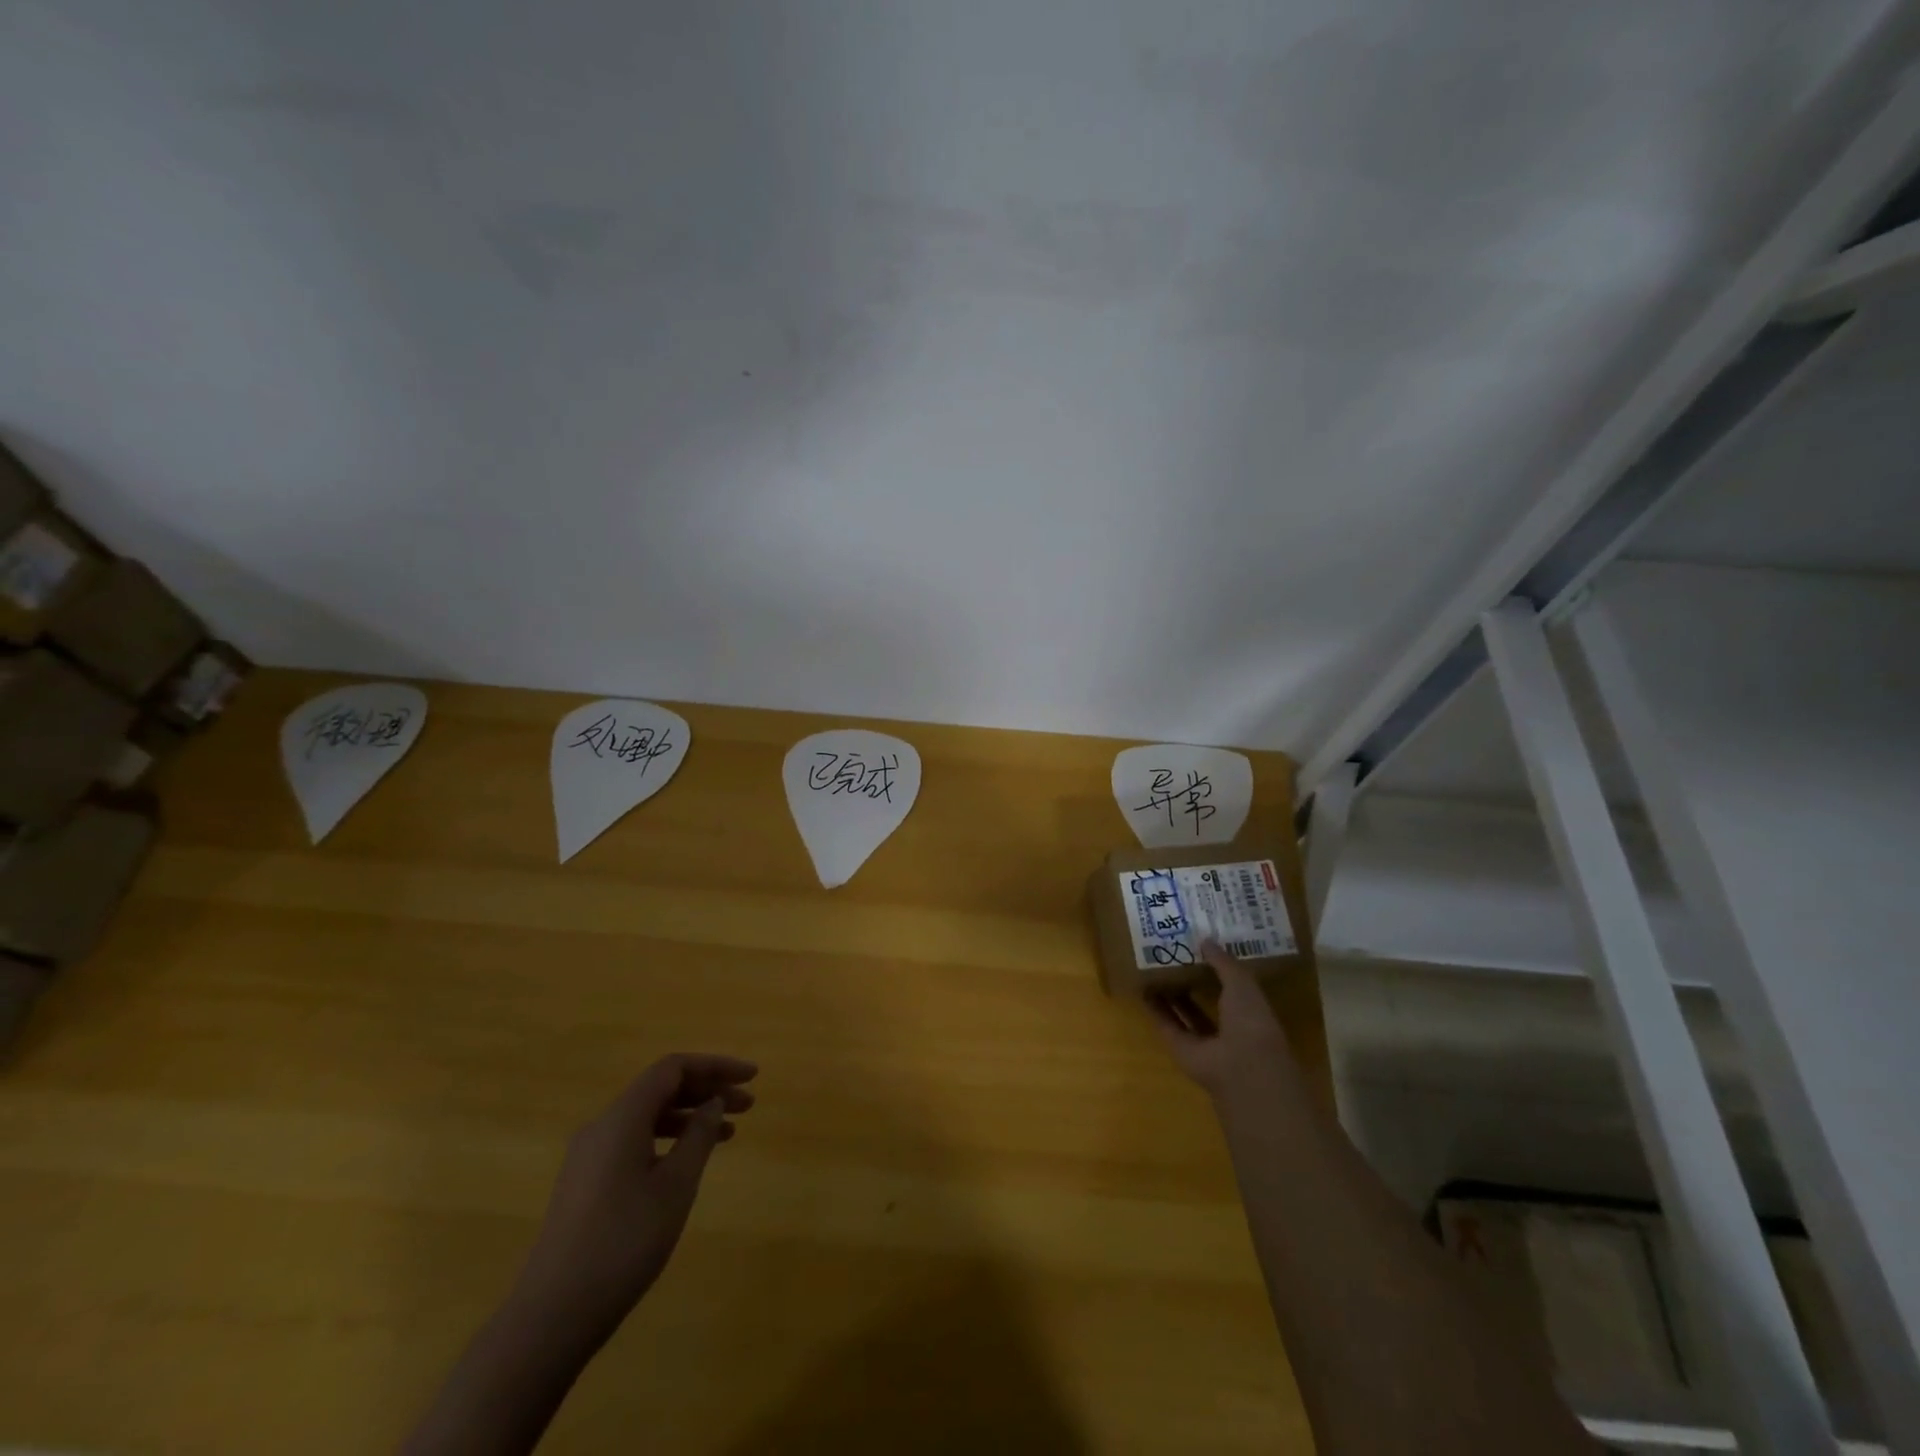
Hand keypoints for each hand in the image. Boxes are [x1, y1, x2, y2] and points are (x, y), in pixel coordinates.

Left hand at [511, 1053, 757, 1347]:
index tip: (751, 1078)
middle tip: (747, 1105)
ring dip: (689, 1117)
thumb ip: (699, 1136)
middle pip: (660, 1089)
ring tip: (728, 1134)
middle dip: (706, 1090)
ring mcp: (588, 1157)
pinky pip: (634, 1141)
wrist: (551, 1317)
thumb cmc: (623, 1242)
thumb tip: (713, 1103)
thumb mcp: (675, 1186)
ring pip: (648, 1117)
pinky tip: (687, 1163)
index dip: (715, 1066)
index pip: (673, 1068)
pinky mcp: (585, 1184)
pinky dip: (668, 1140)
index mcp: (622, 1118)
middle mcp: (602, 1127)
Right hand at [1148, 941, 1296, 1101]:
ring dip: (1171, 993)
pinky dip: (1155, 1008)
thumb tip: (1205, 940)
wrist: (1241, 1066)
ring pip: (1184, 1011)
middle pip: (1205, 999)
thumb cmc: (1250, 1020)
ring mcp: (1203, 1040)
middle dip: (1192, 979)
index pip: (1232, 985)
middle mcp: (1227, 1026)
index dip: (1218, 967)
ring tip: (1154, 967)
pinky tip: (1143, 988)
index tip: (1201, 946)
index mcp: (1249, 1010)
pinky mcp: (1181, 1048)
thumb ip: (1224, 962)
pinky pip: (1166, 1024)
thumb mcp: (1242, 983)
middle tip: (1174, 953)